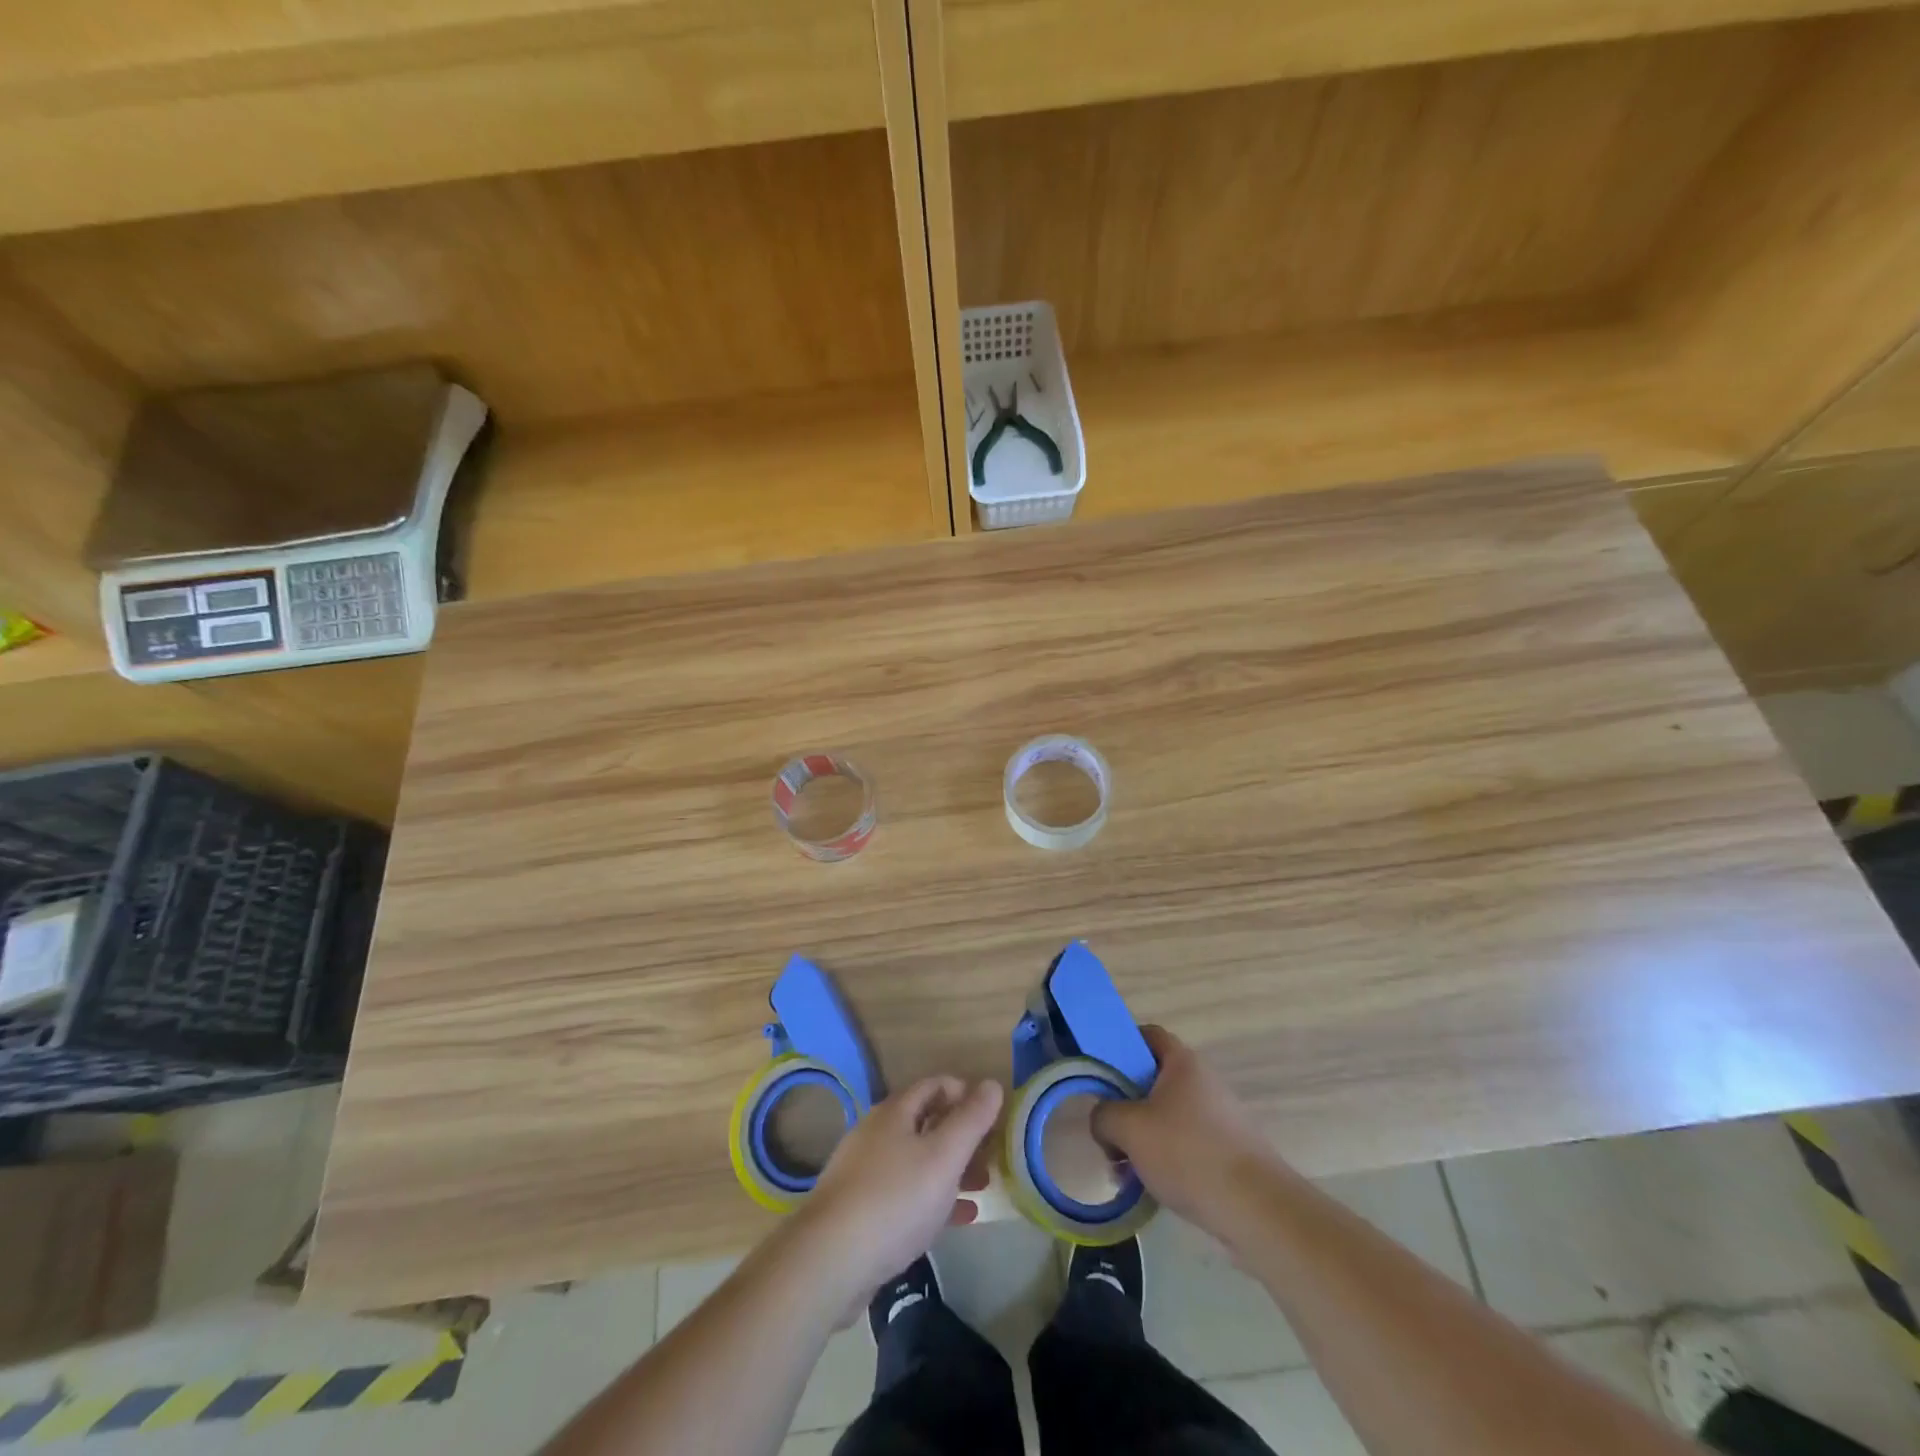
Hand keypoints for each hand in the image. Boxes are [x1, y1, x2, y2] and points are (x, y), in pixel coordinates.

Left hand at [792, 1076, 1003, 1309]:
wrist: (830, 1261)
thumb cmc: (894, 1199)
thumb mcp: (943, 1156)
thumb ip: (971, 1120)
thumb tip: (993, 1084)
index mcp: (895, 1112)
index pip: (934, 1085)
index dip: (965, 1093)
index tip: (992, 1116)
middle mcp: (877, 1134)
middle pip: (926, 1122)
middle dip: (962, 1136)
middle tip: (992, 1156)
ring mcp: (866, 1172)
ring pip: (918, 1160)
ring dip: (951, 1169)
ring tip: (982, 1187)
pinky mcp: (861, 1209)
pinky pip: (906, 1193)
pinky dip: (934, 1198)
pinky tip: (959, 1218)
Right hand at [1092, 1026, 1275, 1241]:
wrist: (1256, 1209)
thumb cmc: (1188, 1153)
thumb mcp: (1129, 1129)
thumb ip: (1103, 1116)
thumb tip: (1103, 1122)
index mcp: (1182, 1062)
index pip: (1147, 1035)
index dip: (1121, 1045)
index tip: (1101, 1071)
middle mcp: (1203, 1081)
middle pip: (1153, 1080)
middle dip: (1126, 1105)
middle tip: (1106, 1129)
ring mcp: (1219, 1117)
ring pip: (1167, 1117)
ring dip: (1141, 1138)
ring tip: (1121, 1169)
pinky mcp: (1228, 1151)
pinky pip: (1184, 1144)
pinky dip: (1163, 1159)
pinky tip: (1148, 1188)